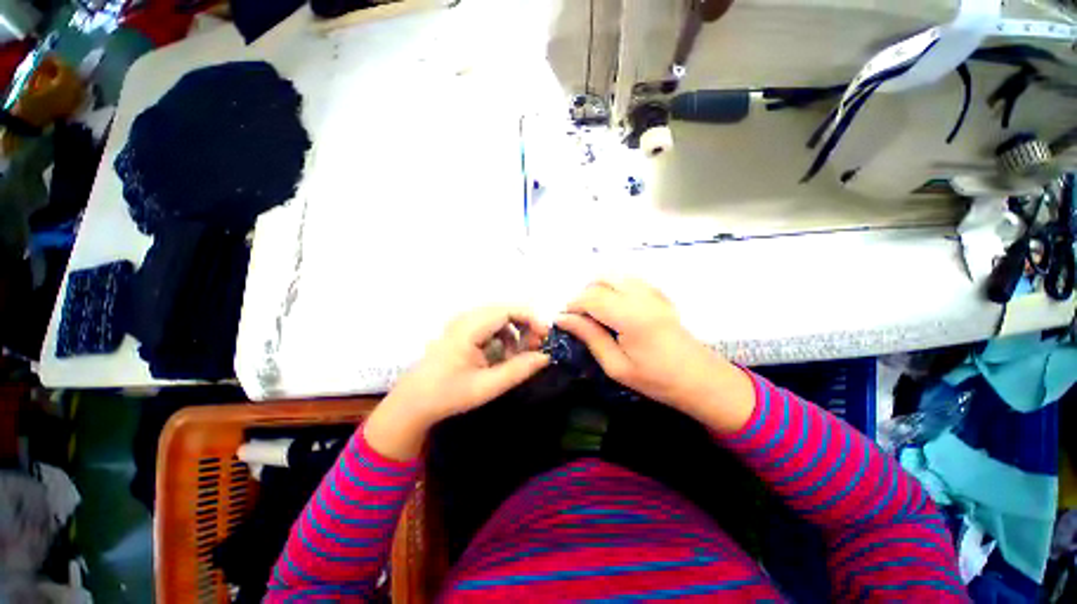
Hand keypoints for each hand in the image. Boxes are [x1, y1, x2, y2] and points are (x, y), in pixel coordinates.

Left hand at [365, 307, 549, 459]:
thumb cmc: (448, 394)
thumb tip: (546, 357)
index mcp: (469, 328)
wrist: (414, 401)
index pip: (507, 310)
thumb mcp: (487, 386)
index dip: (531, 318)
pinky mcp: (463, 330)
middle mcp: (466, 318)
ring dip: (515, 331)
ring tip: (520, 355)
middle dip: (525, 325)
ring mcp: (463, 323)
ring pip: (500, 317)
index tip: (546, 335)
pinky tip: (505, 355)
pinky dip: (505, 336)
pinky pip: (491, 325)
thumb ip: (518, 370)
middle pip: (505, 310)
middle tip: (537, 346)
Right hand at [555, 279, 753, 431]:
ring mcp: (653, 292)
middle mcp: (641, 296)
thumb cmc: (656, 380)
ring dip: (597, 289)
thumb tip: (563, 319)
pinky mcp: (659, 293)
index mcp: (630, 316)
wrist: (701, 379)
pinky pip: (628, 279)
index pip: (591, 297)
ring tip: (594, 313)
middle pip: (601, 279)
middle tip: (579, 317)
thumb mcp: (616, 365)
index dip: (572, 305)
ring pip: (614, 275)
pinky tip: (614, 307)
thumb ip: (589, 336)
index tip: (563, 320)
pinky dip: (613, 287)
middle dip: (583, 295)